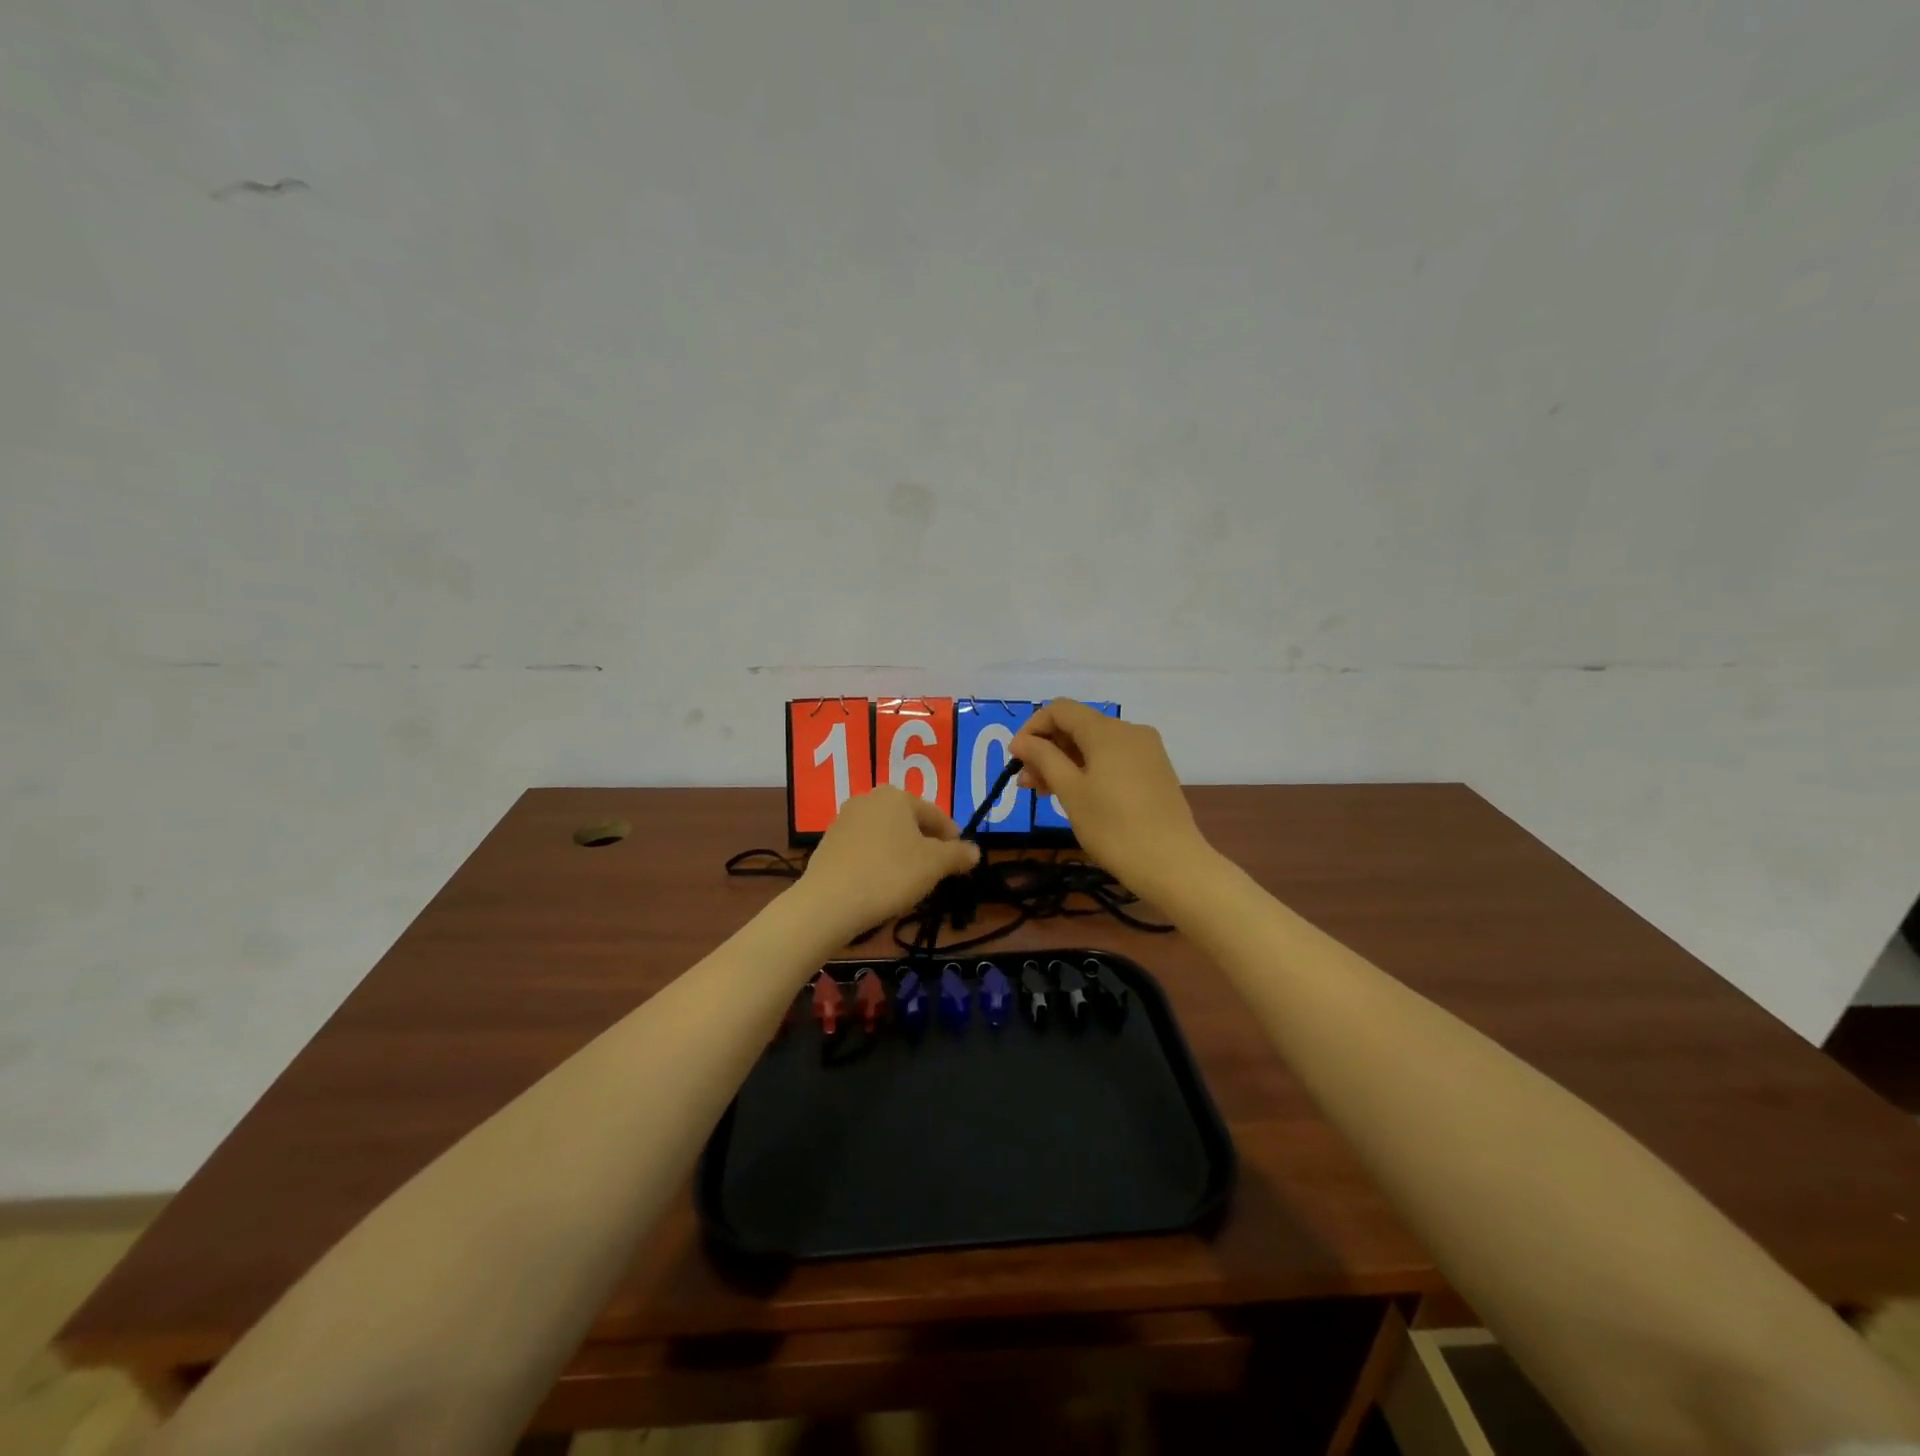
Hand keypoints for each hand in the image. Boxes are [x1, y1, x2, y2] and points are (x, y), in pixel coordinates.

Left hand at [798, 786, 979, 938]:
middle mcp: (868, 799)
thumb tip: (974, 851)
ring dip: (902, 853)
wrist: (829, 903)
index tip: (961, 860)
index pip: (935, 814)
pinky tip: (882, 884)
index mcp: (896, 796)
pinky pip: (865, 849)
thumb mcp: (934, 865)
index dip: (953, 838)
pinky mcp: (828, 844)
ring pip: (886, 835)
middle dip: (926, 844)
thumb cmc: (890, 874)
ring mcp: (844, 820)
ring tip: (911, 881)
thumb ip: (957, 855)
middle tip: (937, 871)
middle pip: (909, 822)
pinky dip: (878, 861)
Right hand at [1011, 700, 1211, 897]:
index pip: (1060, 709)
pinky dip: (1089, 770)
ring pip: (1095, 745)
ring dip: (1065, 762)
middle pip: (1078, 726)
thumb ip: (1043, 759)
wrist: (1172, 864)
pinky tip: (1077, 796)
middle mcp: (1130, 731)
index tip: (1016, 759)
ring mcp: (1147, 751)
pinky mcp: (1155, 771)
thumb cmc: (1113, 827)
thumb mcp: (1070, 791)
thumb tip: (1022, 741)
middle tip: (1027, 784)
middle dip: (1047, 749)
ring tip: (1045, 794)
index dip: (1032, 728)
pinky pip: (1113, 759)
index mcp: (1107, 730)